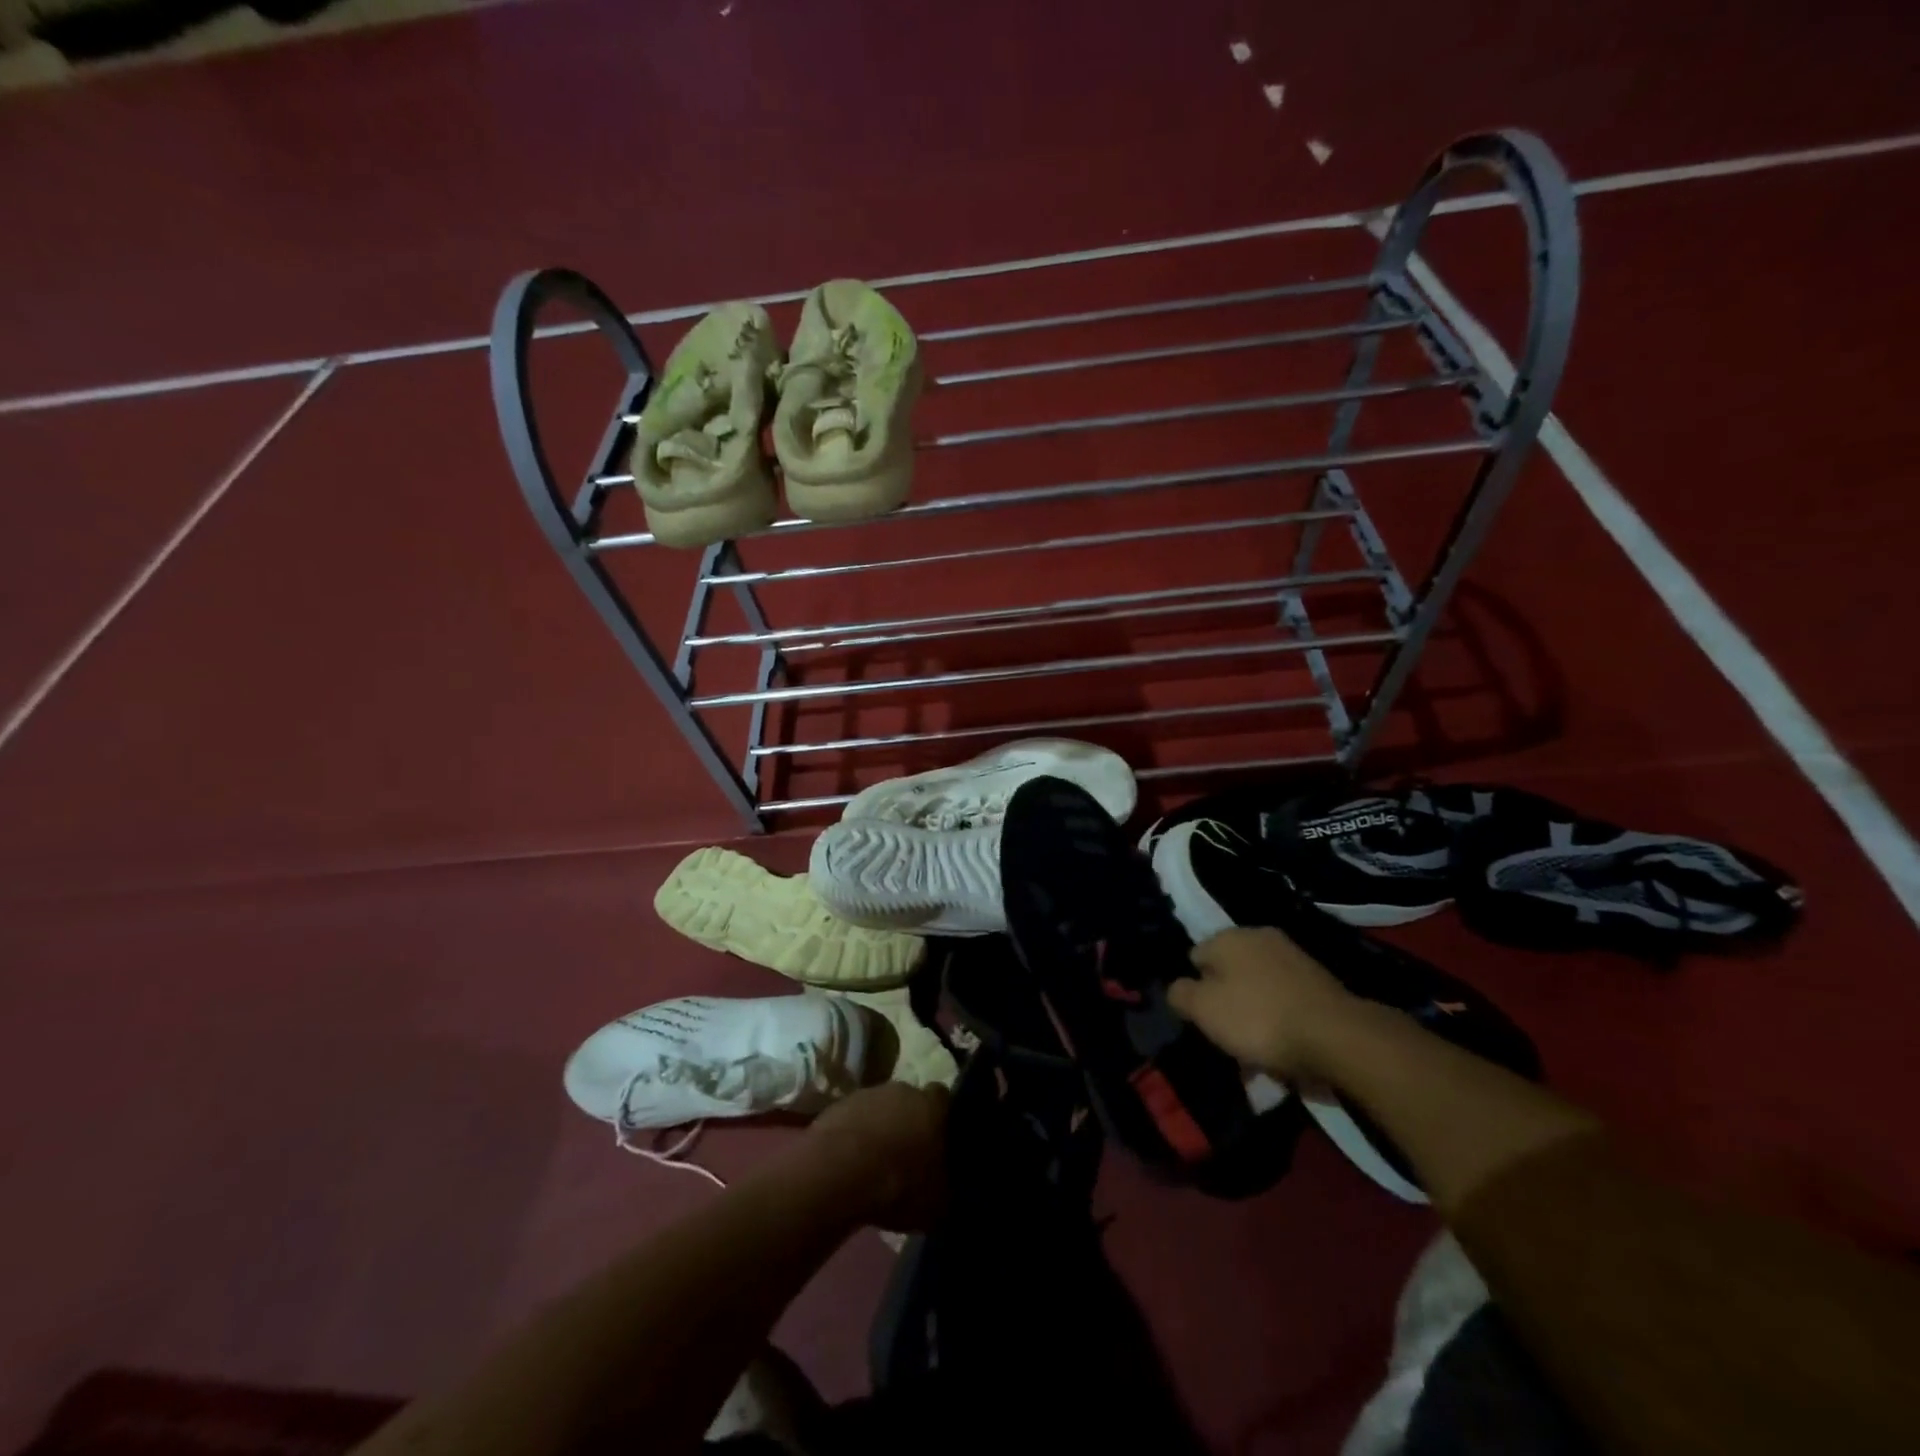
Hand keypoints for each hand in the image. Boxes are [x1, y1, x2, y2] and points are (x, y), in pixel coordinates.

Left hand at [805, 1081, 949, 1231]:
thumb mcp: (936, 1203)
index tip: (937, 1138)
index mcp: (932, 1106)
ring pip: (878, 1108)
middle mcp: (903, 1090)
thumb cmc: (898, 1184)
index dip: (940, 1116)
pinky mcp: (837, 1105)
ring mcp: (867, 1094)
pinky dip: (853, 1136)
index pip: (943, 1097)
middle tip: (905, 1153)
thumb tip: (945, 1190)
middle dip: (907, 1121)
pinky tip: (848, 1163)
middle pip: (908, 1100)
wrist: (839, 1173)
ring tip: (873, 1162)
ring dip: (878, 1128)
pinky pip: (852, 1119)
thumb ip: (945, 1188)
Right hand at [1168, 926, 1358, 1077]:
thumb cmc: (1258, 1018)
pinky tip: (1284, 1047)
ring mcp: (1293, 957)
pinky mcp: (1320, 981)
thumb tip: (1177, 987)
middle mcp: (1260, 937)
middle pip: (1229, 972)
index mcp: (1229, 937)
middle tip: (1228, 1037)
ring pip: (1258, 988)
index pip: (1195, 956)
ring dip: (1254, 1014)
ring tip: (1257, 1052)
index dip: (1194, 988)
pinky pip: (1286, 1000)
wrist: (1337, 1036)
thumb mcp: (1204, 1009)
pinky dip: (1280, 1020)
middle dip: (1226, 1002)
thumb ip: (1180, 994)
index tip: (1201, 1018)